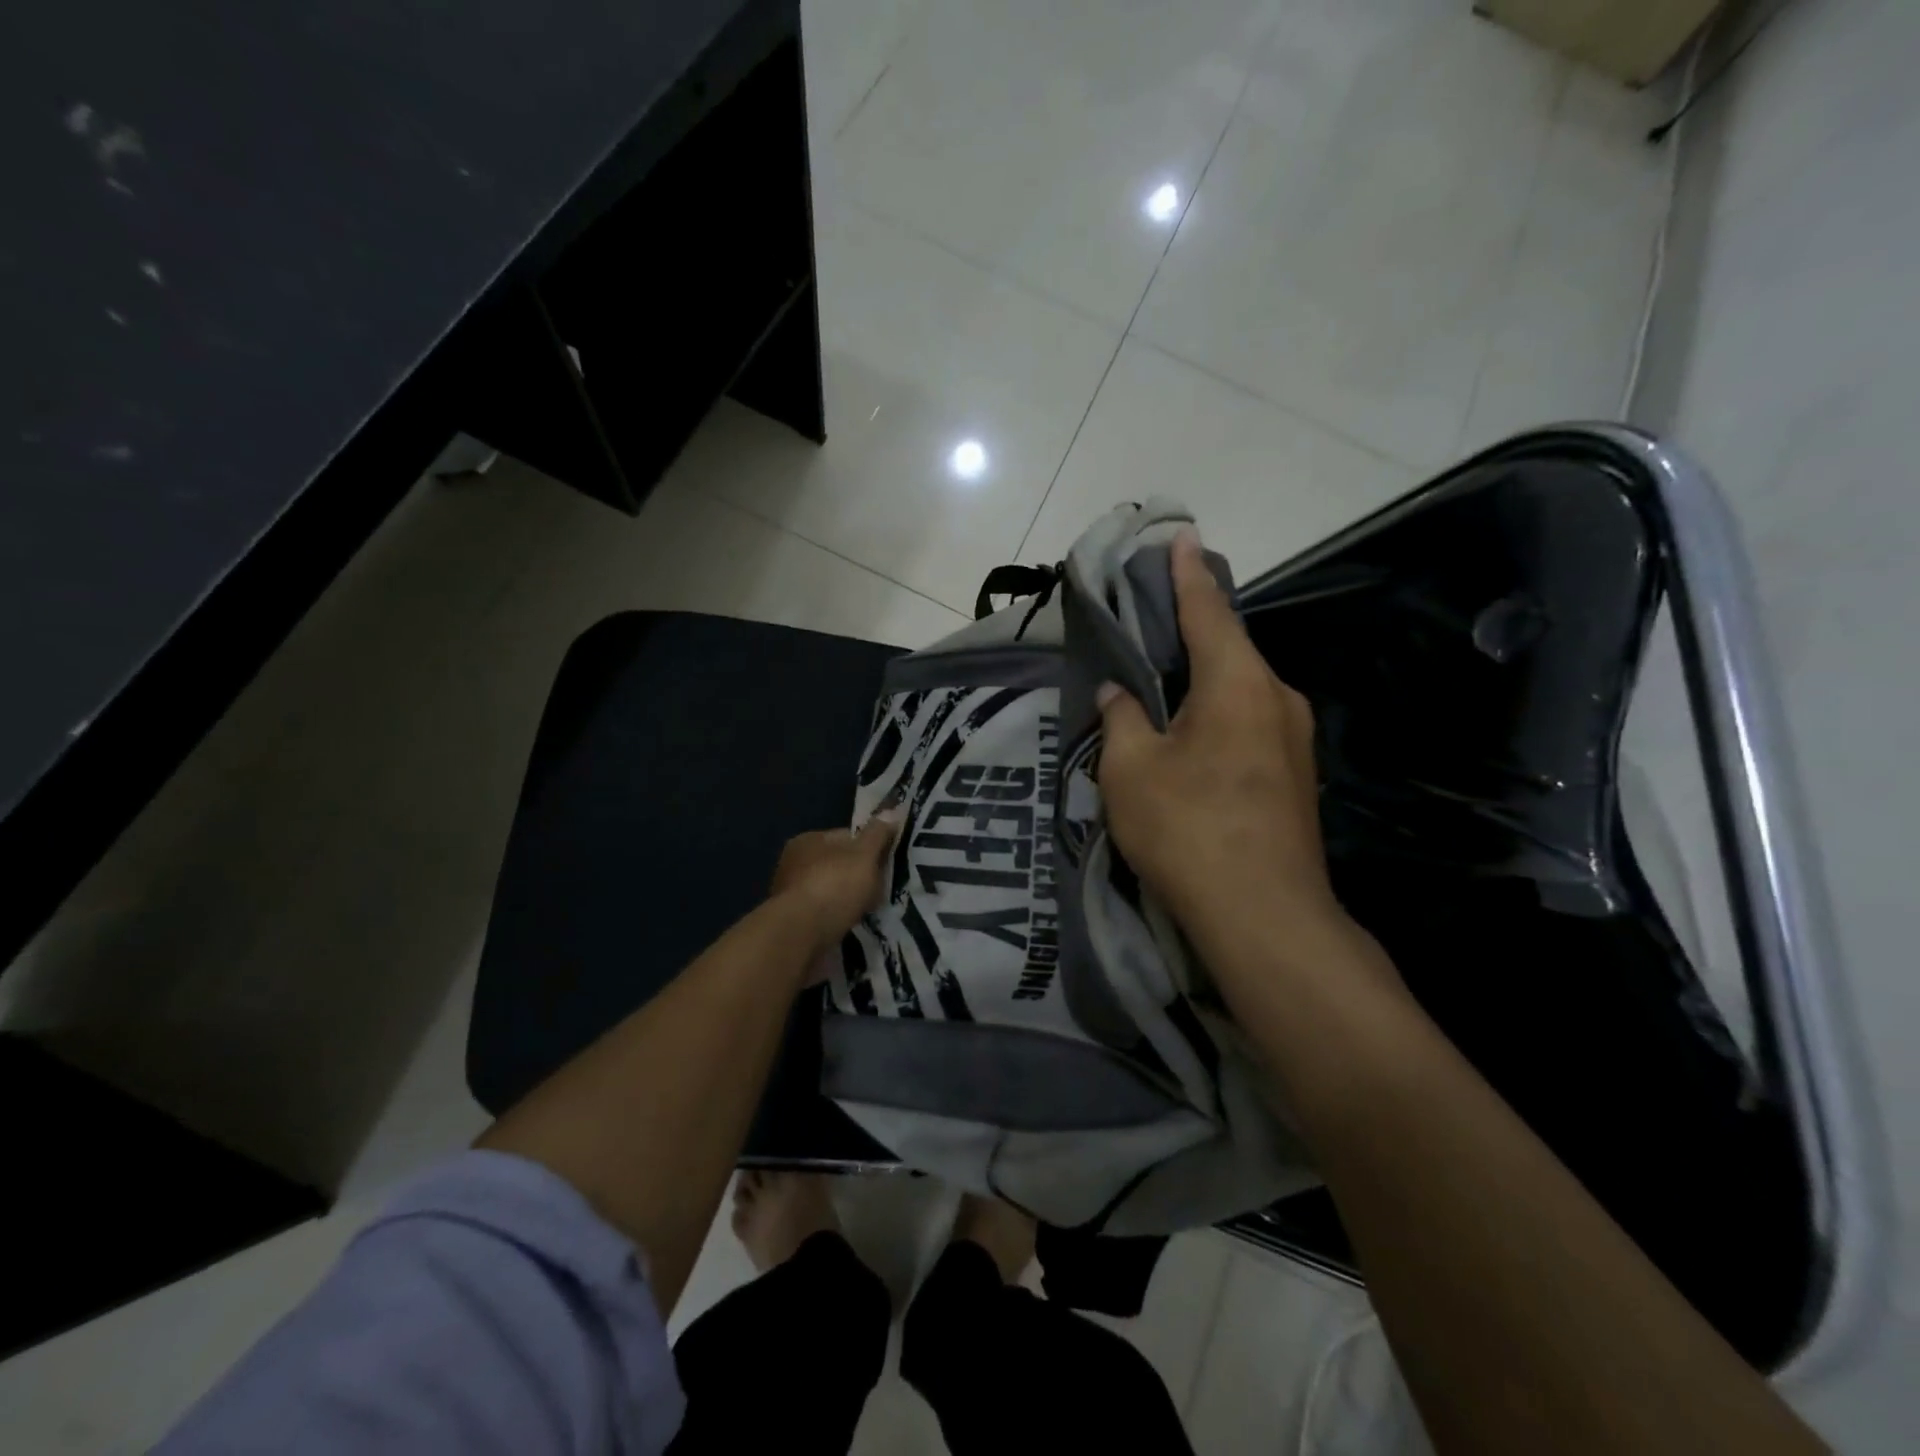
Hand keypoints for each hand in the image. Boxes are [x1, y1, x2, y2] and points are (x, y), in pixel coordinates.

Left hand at [769, 815, 898, 954]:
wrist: (800, 936)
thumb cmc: (834, 886)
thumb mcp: (864, 855)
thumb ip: (878, 834)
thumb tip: (892, 811)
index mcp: (808, 840)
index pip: (846, 837)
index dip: (870, 847)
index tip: (887, 863)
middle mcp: (794, 863)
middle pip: (837, 865)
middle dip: (858, 876)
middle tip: (881, 889)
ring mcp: (790, 894)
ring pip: (831, 891)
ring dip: (847, 900)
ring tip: (870, 911)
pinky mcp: (792, 922)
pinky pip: (824, 915)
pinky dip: (837, 918)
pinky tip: (851, 926)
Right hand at [1097, 531, 1344, 952]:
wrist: (1265, 918)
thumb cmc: (1188, 830)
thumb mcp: (1130, 770)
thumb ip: (1122, 719)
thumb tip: (1121, 693)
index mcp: (1238, 683)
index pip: (1208, 610)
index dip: (1187, 574)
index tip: (1183, 537)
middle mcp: (1277, 698)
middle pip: (1229, 649)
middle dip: (1191, 631)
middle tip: (1152, 620)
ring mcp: (1294, 740)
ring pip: (1239, 691)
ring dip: (1203, 679)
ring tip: (1163, 682)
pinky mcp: (1294, 777)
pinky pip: (1248, 724)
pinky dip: (1217, 714)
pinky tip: (1190, 736)